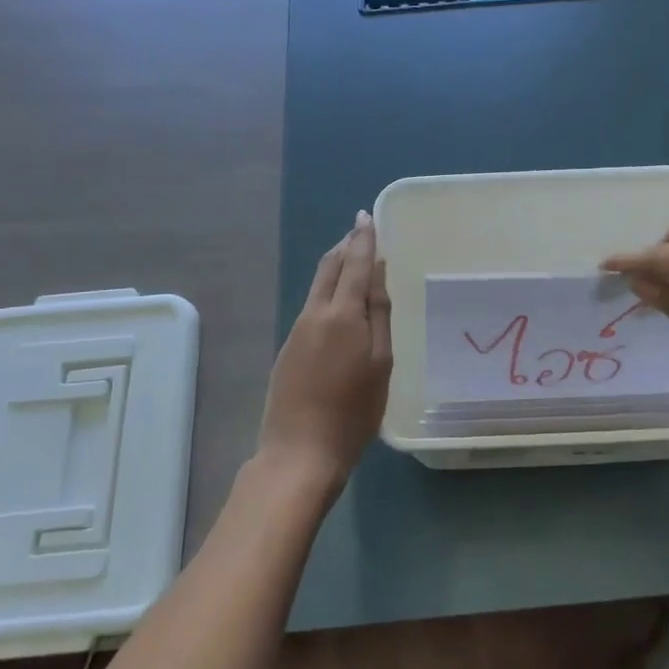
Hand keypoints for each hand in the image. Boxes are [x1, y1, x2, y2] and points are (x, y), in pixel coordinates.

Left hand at [258, 212, 391, 491]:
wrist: (299, 453)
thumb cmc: (353, 412)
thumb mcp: (380, 364)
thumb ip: (379, 316)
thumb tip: (376, 274)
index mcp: (342, 314)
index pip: (354, 263)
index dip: (363, 238)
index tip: (367, 216)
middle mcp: (314, 314)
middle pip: (329, 268)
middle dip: (345, 245)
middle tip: (361, 232)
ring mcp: (296, 331)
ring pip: (317, 286)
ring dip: (335, 266)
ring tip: (353, 259)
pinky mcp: (288, 349)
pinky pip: (311, 307)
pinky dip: (327, 291)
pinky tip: (338, 302)